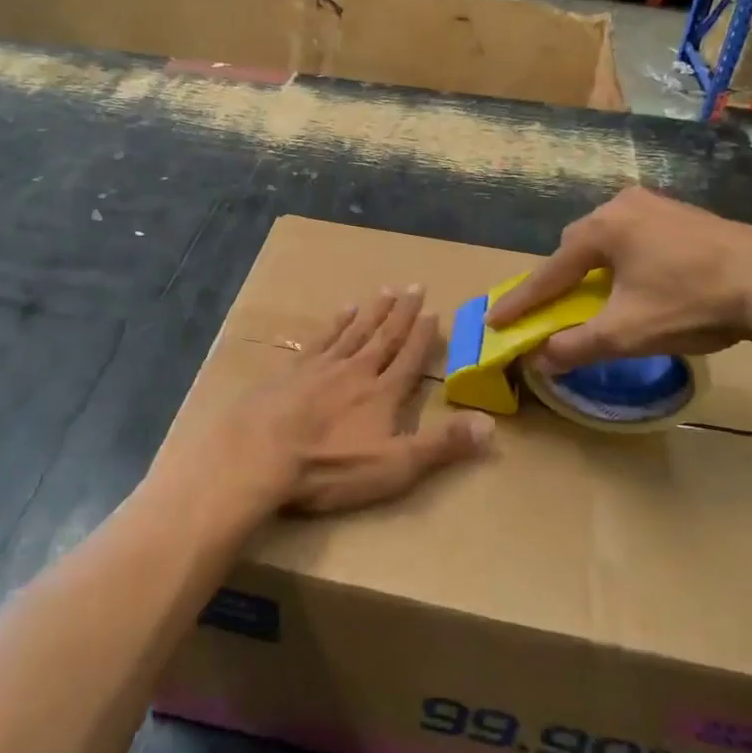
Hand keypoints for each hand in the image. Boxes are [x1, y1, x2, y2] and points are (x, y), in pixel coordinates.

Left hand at [150, 287, 491, 528]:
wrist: (261, 454)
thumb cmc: (331, 466)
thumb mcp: (395, 466)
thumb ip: (442, 445)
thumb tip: (490, 426)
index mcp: (383, 394)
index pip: (410, 358)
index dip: (423, 336)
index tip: (434, 311)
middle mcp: (356, 371)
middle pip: (384, 336)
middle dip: (402, 313)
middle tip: (414, 286)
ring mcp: (322, 367)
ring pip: (354, 331)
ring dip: (372, 312)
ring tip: (384, 291)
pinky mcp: (292, 371)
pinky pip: (321, 339)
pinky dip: (335, 323)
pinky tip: (341, 312)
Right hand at [487, 187, 751, 368]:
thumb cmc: (692, 303)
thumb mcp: (627, 333)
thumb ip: (576, 346)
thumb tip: (539, 360)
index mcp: (603, 228)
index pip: (550, 272)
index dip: (522, 302)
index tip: (494, 320)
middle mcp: (623, 206)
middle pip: (577, 248)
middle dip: (561, 280)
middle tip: (552, 308)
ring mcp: (657, 205)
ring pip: (608, 240)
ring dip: (595, 269)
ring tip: (596, 297)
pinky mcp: (685, 214)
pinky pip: (637, 237)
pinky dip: (625, 261)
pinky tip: (638, 281)